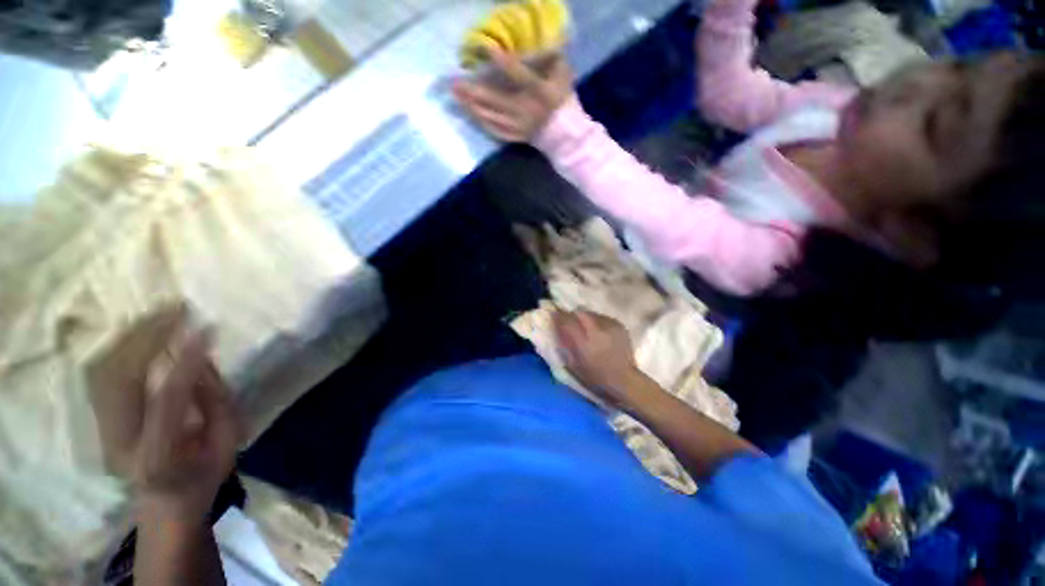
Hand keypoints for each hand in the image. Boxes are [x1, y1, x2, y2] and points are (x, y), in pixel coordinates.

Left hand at [89, 318, 239, 523]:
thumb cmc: (202, 476)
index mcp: (157, 457)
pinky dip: (120, 346)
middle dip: (149, 336)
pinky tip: (142, 330)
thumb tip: (203, 361)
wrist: (163, 504)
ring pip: (105, 371)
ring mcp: (102, 430)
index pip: (167, 400)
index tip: (206, 329)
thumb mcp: (227, 444)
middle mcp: (119, 442)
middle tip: (178, 308)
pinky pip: (102, 373)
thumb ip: (218, 403)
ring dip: (133, 336)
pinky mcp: (98, 419)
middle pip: (121, 380)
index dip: (186, 361)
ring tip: (162, 312)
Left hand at [453, 49, 574, 141]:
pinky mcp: (515, 137)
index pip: (520, 76)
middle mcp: (526, 111)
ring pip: (492, 117)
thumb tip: (538, 40)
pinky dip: (482, 123)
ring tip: (458, 97)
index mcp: (539, 93)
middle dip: (474, 92)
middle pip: (496, 101)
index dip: (504, 63)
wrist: (564, 133)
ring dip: (473, 107)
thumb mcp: (562, 74)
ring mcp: (519, 127)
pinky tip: (471, 114)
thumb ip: (550, 58)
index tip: (487, 49)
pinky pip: (495, 131)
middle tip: (455, 84)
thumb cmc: (562, 100)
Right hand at [552, 310, 642, 406]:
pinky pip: (603, 317)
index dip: (559, 316)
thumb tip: (557, 328)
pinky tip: (599, 331)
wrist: (624, 379)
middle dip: (573, 315)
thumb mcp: (574, 364)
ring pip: (591, 313)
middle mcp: (597, 332)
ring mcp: (610, 327)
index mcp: (584, 343)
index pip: (567, 322)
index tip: (554, 314)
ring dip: (585, 318)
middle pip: (580, 313)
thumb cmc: (595, 376)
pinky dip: (597, 321)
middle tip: (570, 320)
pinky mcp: (619, 325)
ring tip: (586, 328)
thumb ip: (565, 344)